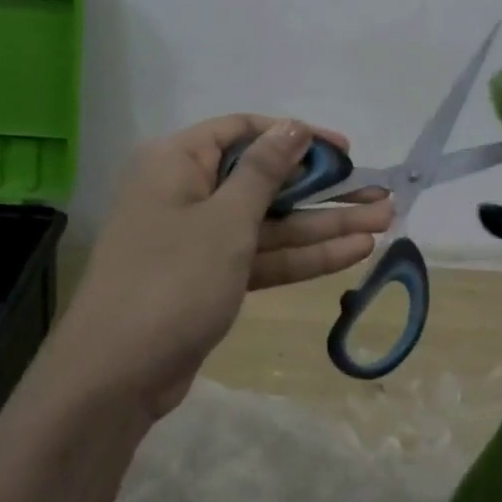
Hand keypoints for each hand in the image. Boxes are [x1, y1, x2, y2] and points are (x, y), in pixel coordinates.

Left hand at [53, 115, 393, 416]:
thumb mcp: (225, 220)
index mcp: (177, 161)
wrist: (117, 374)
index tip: (345, 151)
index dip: (295, 137)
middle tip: (380, 195)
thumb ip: (264, 171)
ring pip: (268, 223)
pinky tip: (352, 252)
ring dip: (322, 225)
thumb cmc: (172, 280)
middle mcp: (186, 192)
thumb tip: (293, 127)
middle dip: (322, 190)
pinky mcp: (210, 278)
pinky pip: (260, 256)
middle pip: (263, 180)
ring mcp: (199, 239)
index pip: (243, 131)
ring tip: (384, 222)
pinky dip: (300, 256)